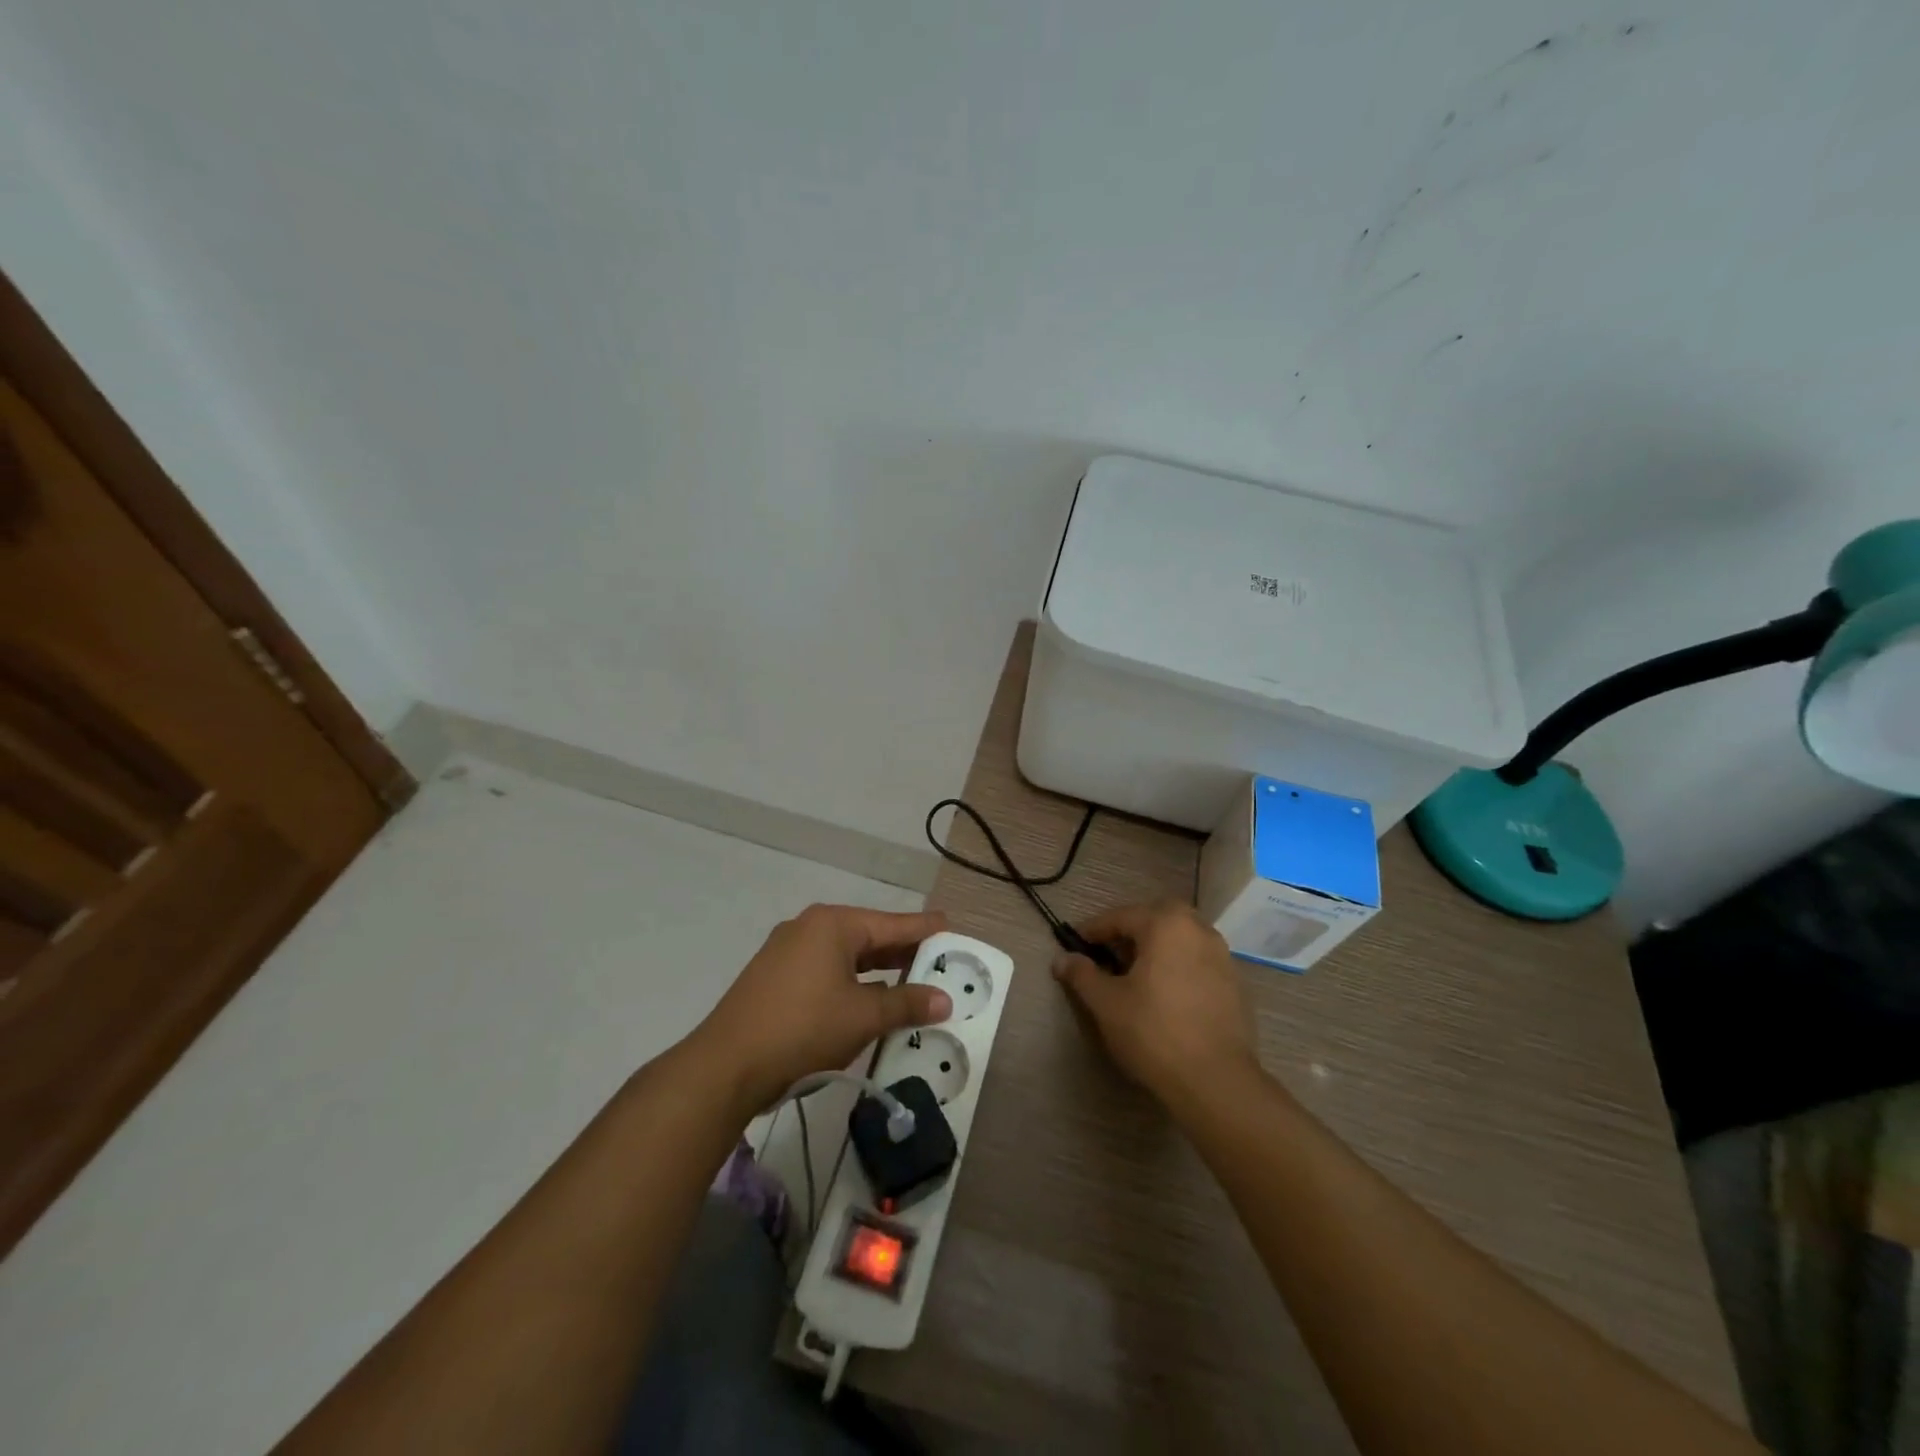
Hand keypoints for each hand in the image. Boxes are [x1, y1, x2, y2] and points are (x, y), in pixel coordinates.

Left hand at [689, 904, 951, 1112]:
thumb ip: (906, 1003)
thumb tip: (944, 999)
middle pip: (870, 936)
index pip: (894, 924)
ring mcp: (788, 951)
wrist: (726, 1066)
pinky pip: (826, 970)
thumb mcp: (863, 1017)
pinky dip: (853, 982)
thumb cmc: (803, 1029)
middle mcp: (810, 927)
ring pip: (847, 956)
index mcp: (834, 924)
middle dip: (904, 953)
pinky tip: (868, 1000)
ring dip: (879, 971)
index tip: (955, 931)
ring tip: (912, 983)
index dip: (927, 931)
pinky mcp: (775, 977)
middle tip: (940, 963)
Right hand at [1053, 901, 1259, 1106]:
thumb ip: (1082, 975)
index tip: (1074, 943)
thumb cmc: (1154, 1032)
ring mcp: (1222, 956)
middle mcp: (1198, 930)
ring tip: (1136, 975)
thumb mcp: (1106, 1003)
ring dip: (1156, 948)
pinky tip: (1166, 994)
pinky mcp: (1235, 984)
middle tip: (1109, 955)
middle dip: (1130, 932)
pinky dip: (1178, 966)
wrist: (1216, 1080)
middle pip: (1156, 919)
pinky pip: (1198, 961)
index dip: (1093, 930)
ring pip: (1181, 938)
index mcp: (1166, 924)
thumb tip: (1062, 959)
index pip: (1121, 916)